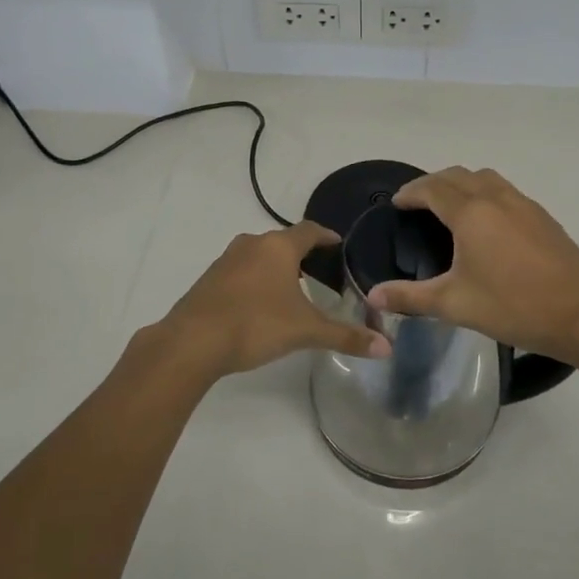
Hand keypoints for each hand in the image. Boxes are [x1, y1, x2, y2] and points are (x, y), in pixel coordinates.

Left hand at [156, 222, 389, 378]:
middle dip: (303, 254)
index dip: (327, 236)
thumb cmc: (255, 325)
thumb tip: (387, 348)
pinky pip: (241, 270)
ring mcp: (226, 260)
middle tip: (322, 271)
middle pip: (283, 241)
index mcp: (278, 247)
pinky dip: (255, 279)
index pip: (310, 230)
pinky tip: (260, 303)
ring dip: (277, 266)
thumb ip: (345, 337)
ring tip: (293, 288)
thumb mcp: (305, 331)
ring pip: (259, 255)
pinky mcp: (209, 279)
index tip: (339, 244)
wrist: (192, 342)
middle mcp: (252, 244)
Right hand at [365, 167, 578, 358]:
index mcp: (471, 213)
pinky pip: (505, 191)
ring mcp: (524, 204)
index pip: (432, 188)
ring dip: (462, 184)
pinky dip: (485, 194)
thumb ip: (410, 298)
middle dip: (433, 183)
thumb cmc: (513, 306)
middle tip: (418, 204)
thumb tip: (372, 296)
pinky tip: (487, 225)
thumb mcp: (455, 304)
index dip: (411, 192)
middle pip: (458, 175)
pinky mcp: (543, 217)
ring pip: (485, 178)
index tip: (397, 203)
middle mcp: (496, 198)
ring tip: (450, 208)